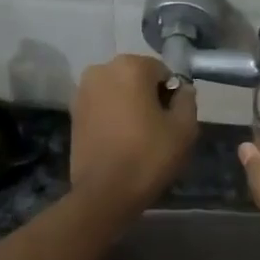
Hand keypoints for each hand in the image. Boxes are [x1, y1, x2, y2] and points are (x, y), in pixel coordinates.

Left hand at [69, 55, 198, 214]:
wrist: (104, 193)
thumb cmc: (148, 156)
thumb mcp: (184, 128)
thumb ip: (187, 100)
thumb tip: (182, 89)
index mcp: (130, 67)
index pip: (162, 72)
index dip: (171, 95)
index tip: (172, 120)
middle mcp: (101, 70)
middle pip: (137, 78)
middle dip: (148, 97)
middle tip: (157, 129)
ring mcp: (82, 91)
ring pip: (118, 92)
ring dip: (129, 106)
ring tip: (137, 137)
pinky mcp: (72, 113)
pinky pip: (102, 106)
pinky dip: (112, 117)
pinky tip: (120, 141)